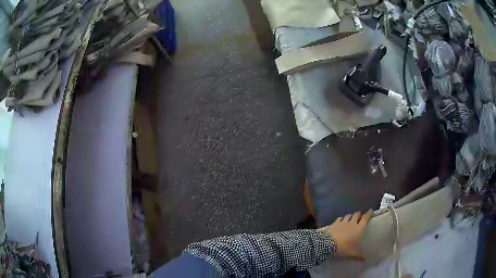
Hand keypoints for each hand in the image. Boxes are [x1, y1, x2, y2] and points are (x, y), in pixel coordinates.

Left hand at [319, 210, 372, 259]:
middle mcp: (352, 223)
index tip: (371, 211)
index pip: (365, 218)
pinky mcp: (334, 223)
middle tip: (360, 216)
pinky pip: (339, 218)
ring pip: (348, 215)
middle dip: (359, 214)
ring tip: (351, 218)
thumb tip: (364, 260)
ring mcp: (343, 222)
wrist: (329, 244)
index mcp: (359, 228)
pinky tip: (341, 221)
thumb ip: (359, 256)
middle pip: (357, 214)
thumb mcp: (353, 253)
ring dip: (350, 216)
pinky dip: (341, 219)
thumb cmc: (344, 247)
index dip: (368, 214)